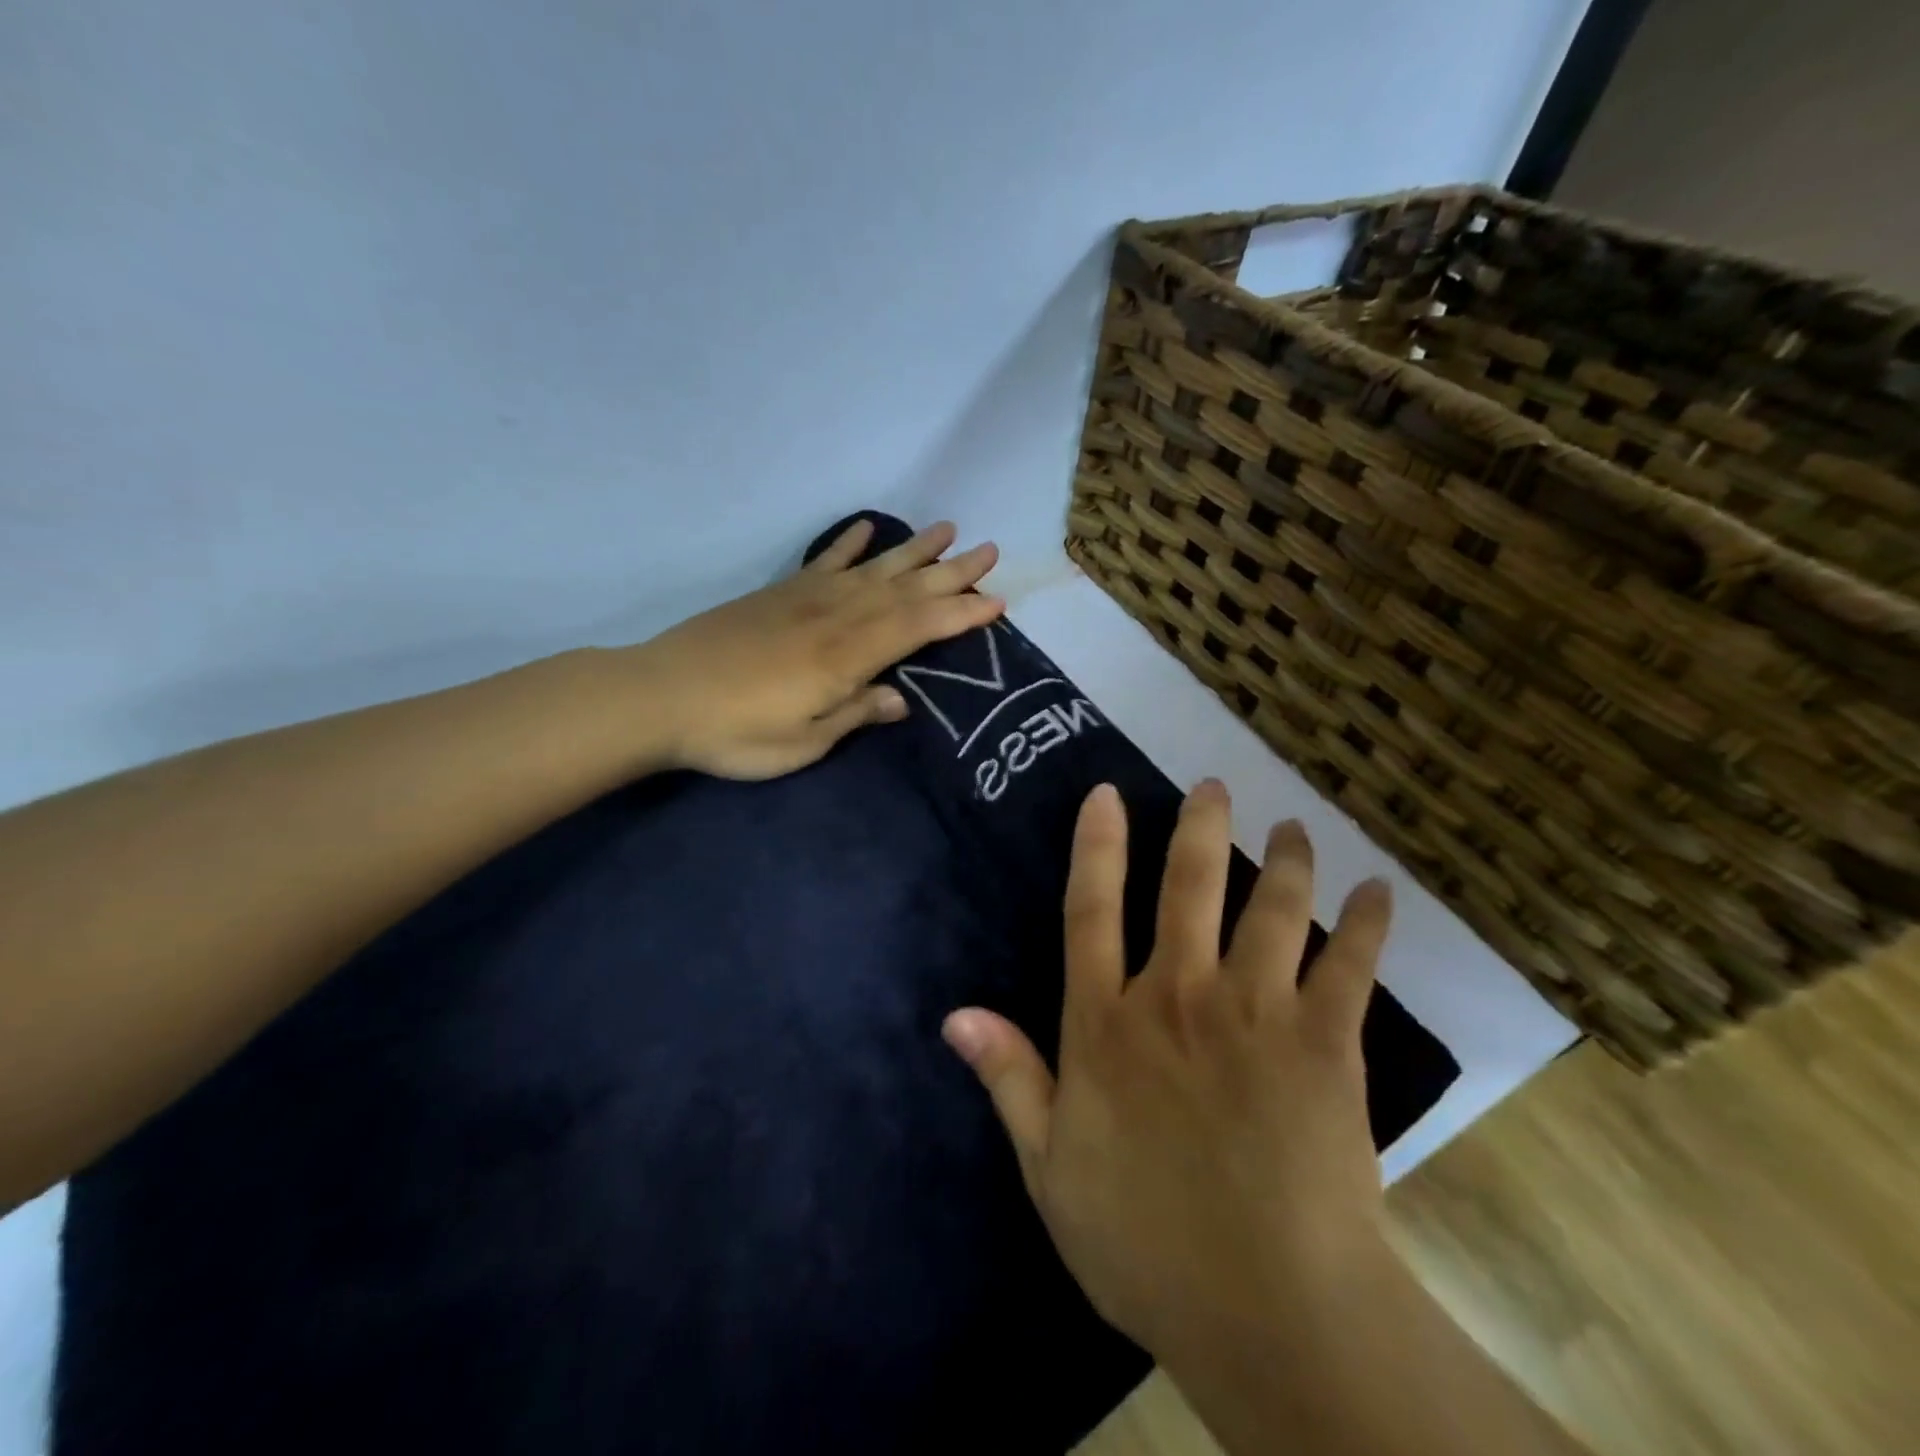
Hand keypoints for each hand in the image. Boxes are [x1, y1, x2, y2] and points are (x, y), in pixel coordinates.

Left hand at [630, 519, 1002, 779]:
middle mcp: (835, 617)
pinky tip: (869, 528)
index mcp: (847, 656)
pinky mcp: (779, 594)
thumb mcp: (803, 742)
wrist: (660, 696)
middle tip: (989, 550)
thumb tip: (900, 699)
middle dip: (950, 572)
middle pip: (904, 589)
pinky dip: (849, 543)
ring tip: (947, 529)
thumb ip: (854, 714)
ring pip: (873, 569)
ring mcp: (806, 599)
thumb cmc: (735, 732)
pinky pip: (825, 562)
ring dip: (913, 550)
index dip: (960, 614)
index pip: (918, 627)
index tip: (997, 600)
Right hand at [942, 780, 1394, 1368]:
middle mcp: (1177, 997)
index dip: (1096, 846)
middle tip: (1214, 786)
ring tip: (1294, 829)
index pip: (1090, 911)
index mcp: (1107, 1025)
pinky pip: (1350, 966)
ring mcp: (1255, 1014)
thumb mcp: (1050, 1169)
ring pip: (1272, 910)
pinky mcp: (1325, 1044)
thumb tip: (956, 1014)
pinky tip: (1378, 893)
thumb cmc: (1146, 1242)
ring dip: (1285, 861)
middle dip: (1200, 827)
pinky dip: (1365, 924)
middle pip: (1188, 887)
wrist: (1270, 1312)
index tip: (1107, 794)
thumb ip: (1010, 1081)